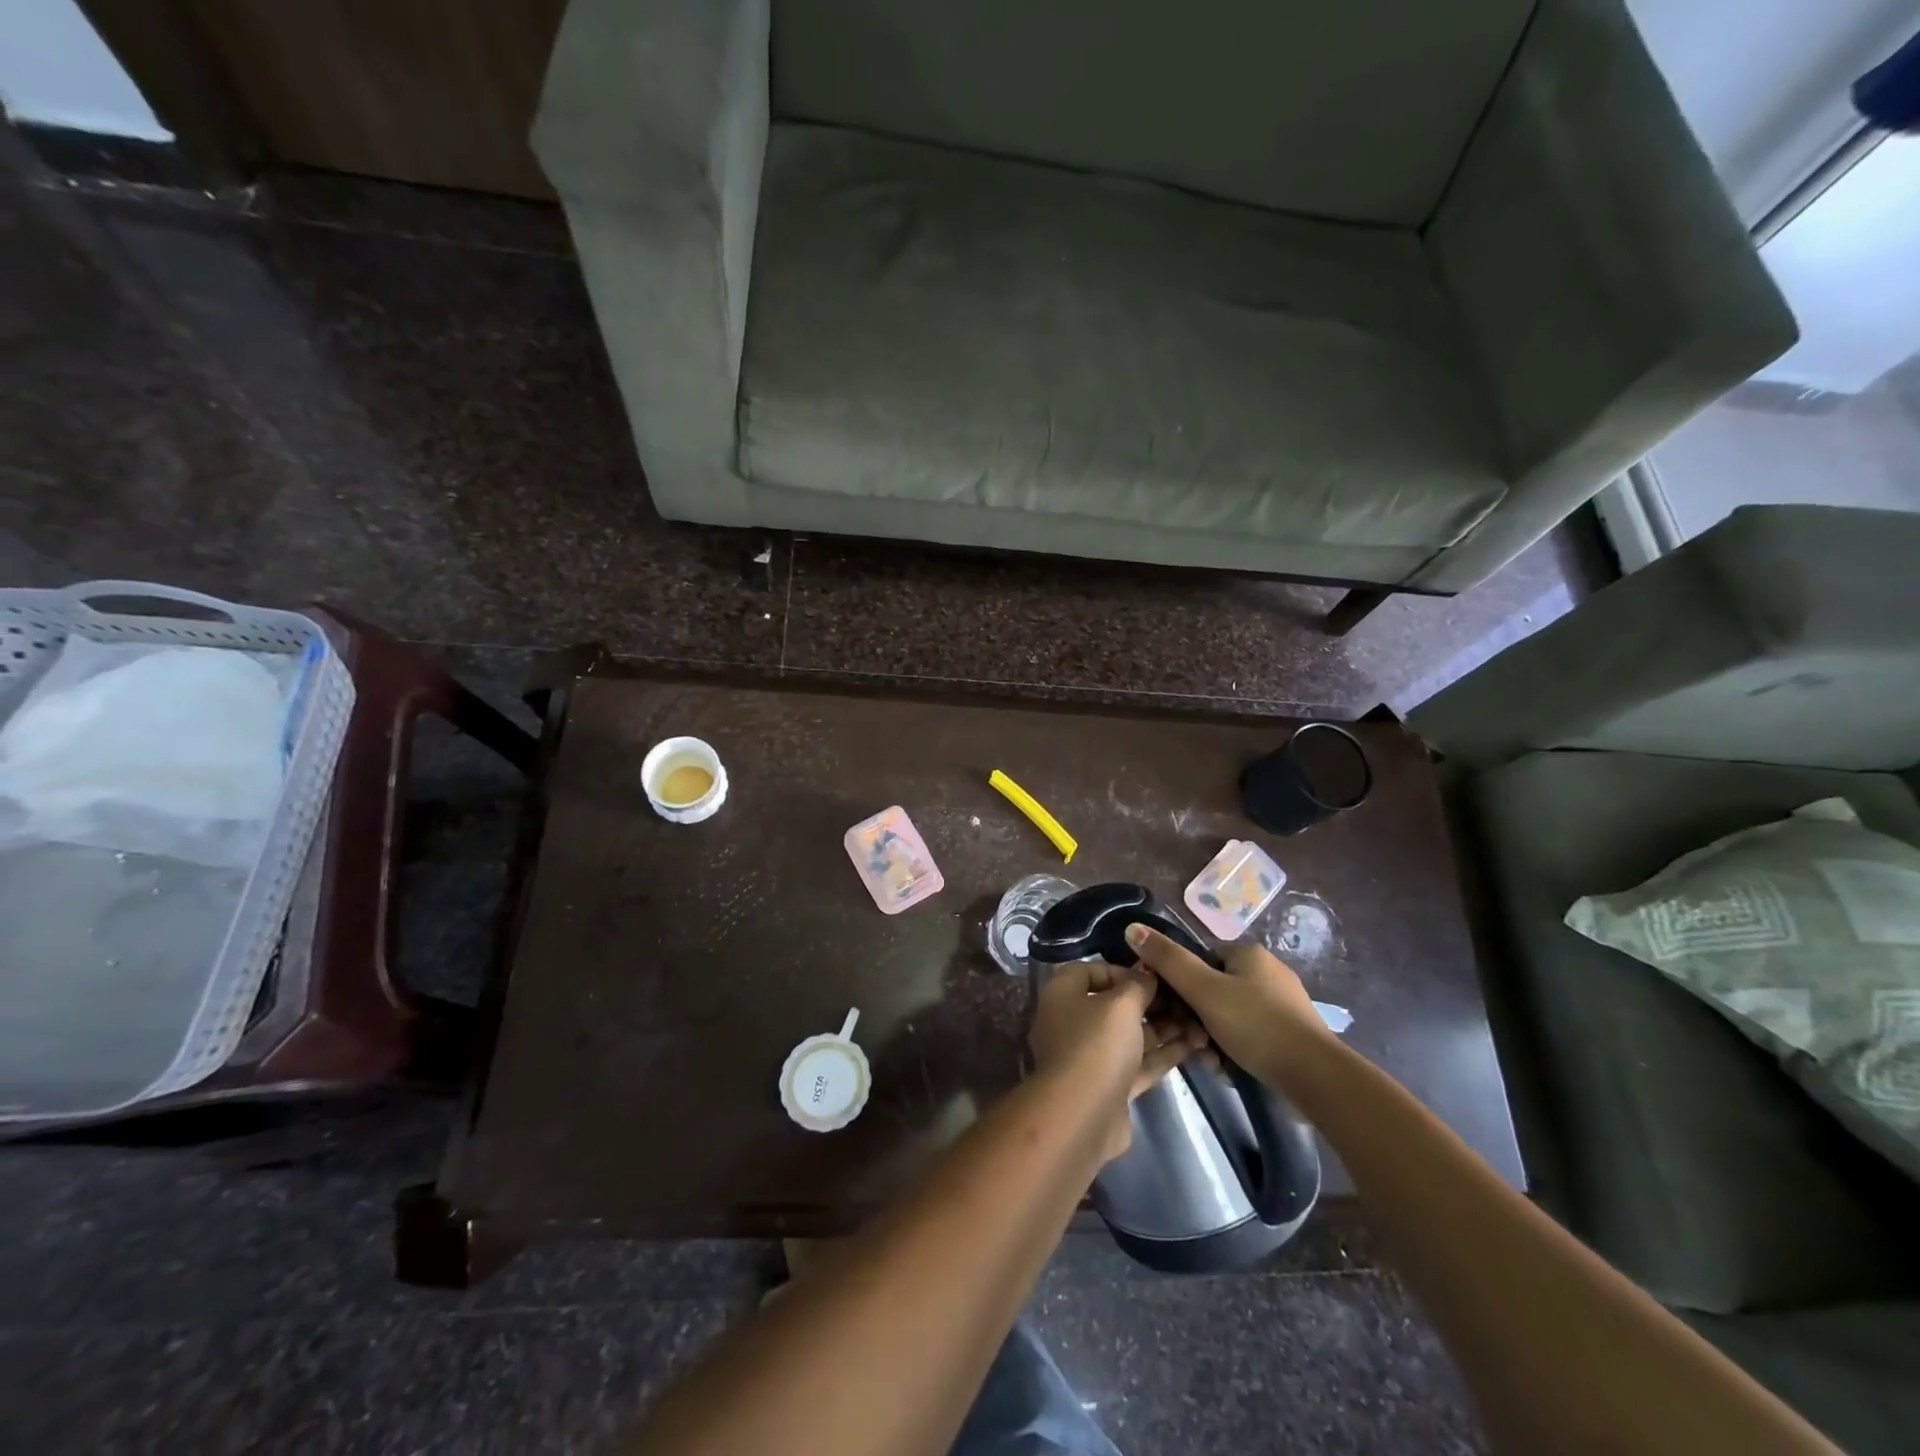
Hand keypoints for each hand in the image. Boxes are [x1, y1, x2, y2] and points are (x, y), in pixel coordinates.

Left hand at [1028, 961, 1203, 1161]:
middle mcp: (1072, 1023)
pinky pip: (1138, 1063)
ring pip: (1130, 1036)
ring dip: (1162, 1028)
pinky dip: (1162, 1053)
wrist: (1083, 1116)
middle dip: (1149, 1001)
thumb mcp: (1121, 1004)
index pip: (1087, 971)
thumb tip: (1146, 974)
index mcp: (1063, 996)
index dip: (1119, 970)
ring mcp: (1091, 1058)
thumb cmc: (1096, 1044)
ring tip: (1198, 1020)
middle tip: (1183, 997)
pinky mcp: (1110, 1087)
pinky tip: (1194, 1045)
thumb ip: (1137, 985)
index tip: (1150, 975)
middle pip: (1112, 1005)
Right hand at [1122, 925, 1329, 1085]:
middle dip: (1196, 1019)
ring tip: (1213, 1063)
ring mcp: (1281, 1004)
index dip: (1179, 986)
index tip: (1171, 1013)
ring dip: (1212, 1039)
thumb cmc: (1256, 1025)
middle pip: (1211, 991)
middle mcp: (1266, 972)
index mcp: (1248, 953)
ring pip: (1227, 1017)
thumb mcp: (1204, 990)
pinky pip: (1249, 1035)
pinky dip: (1235, 1050)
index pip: (1198, 960)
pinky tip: (1232, 1070)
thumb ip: (1167, 960)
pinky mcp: (1291, 1034)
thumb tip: (1131, 927)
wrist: (1317, 1077)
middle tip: (1193, 1043)